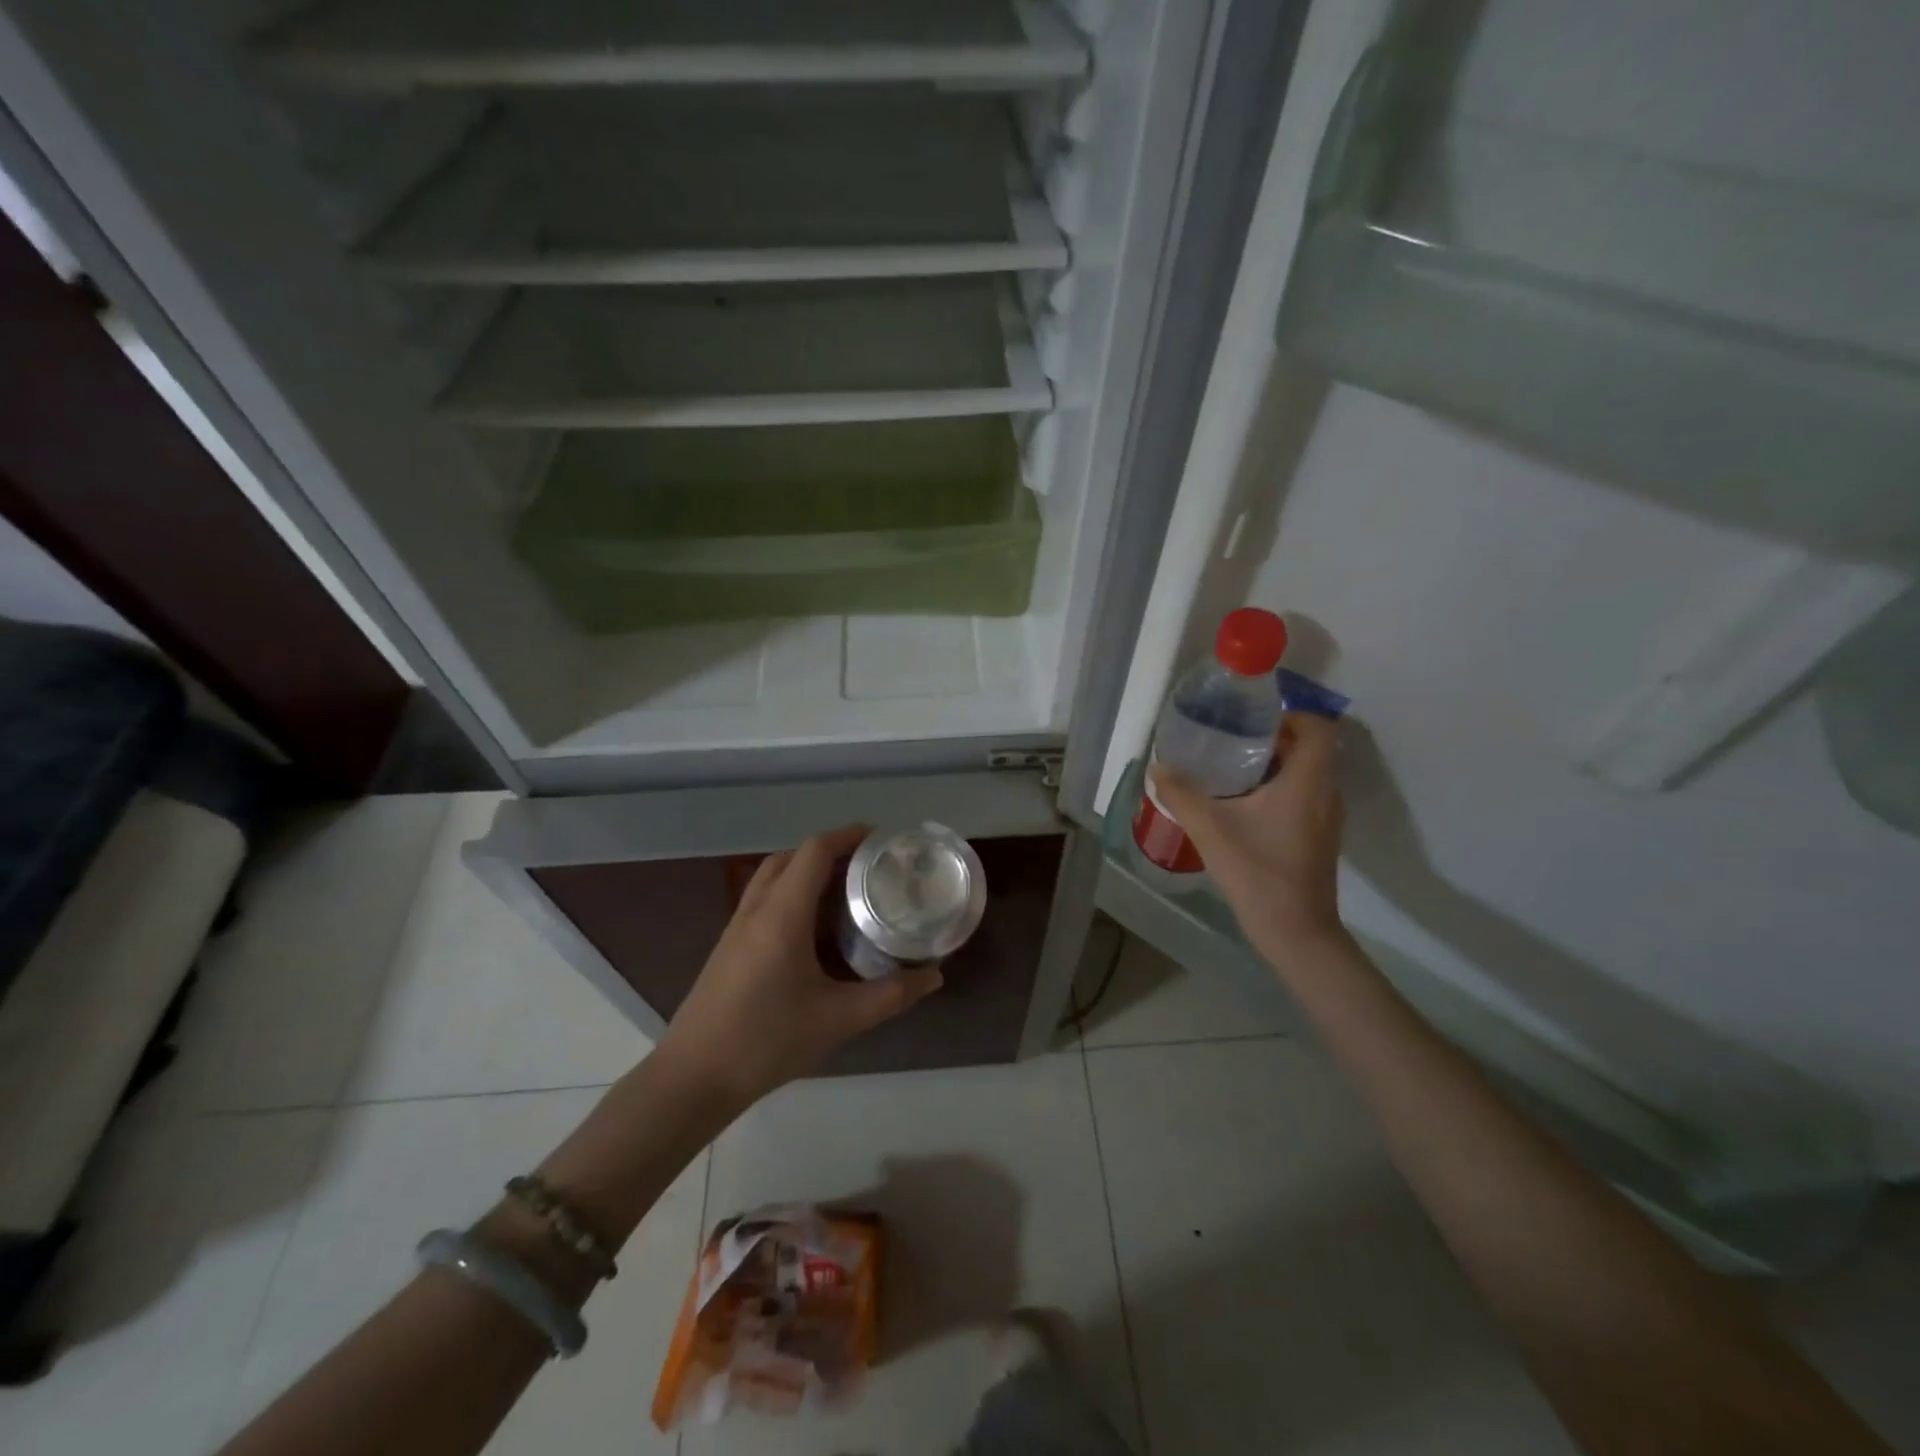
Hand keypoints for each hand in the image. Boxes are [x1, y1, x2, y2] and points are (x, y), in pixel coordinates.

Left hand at [658, 825, 942, 1107]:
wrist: (694, 1078)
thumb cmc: (766, 1040)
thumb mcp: (838, 1019)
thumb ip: (889, 996)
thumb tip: (934, 977)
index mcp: (782, 913)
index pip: (815, 850)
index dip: (848, 835)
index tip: (882, 839)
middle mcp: (757, 908)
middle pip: (792, 857)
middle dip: (831, 852)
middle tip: (869, 867)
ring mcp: (738, 926)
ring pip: (774, 877)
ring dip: (808, 872)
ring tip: (846, 892)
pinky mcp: (730, 946)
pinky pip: (764, 900)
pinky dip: (792, 894)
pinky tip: (815, 930)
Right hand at [1151, 714, 1346, 962]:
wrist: (1296, 933)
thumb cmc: (1258, 874)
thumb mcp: (1210, 830)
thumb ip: (1181, 794)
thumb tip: (1158, 767)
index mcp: (1307, 782)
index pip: (1317, 727)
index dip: (1289, 715)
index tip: (1251, 720)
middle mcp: (1325, 793)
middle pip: (1307, 749)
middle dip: (1270, 739)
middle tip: (1227, 742)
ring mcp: (1326, 818)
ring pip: (1303, 775)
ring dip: (1271, 767)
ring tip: (1228, 772)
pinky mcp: (1319, 838)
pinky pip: (1302, 798)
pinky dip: (1276, 791)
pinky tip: (1241, 808)